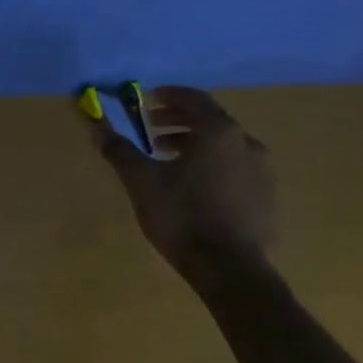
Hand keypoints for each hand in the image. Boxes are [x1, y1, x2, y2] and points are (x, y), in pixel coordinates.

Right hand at [83, 86, 276, 279]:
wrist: (229, 267)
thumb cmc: (181, 215)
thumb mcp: (141, 181)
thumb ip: (119, 150)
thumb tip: (95, 127)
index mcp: (217, 132)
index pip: (193, 98)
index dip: (168, 95)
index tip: (147, 100)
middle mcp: (246, 142)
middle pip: (210, 119)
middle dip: (178, 119)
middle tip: (151, 128)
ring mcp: (261, 169)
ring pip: (223, 143)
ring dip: (194, 142)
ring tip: (166, 157)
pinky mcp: (266, 194)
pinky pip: (235, 165)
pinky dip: (211, 162)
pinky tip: (192, 184)